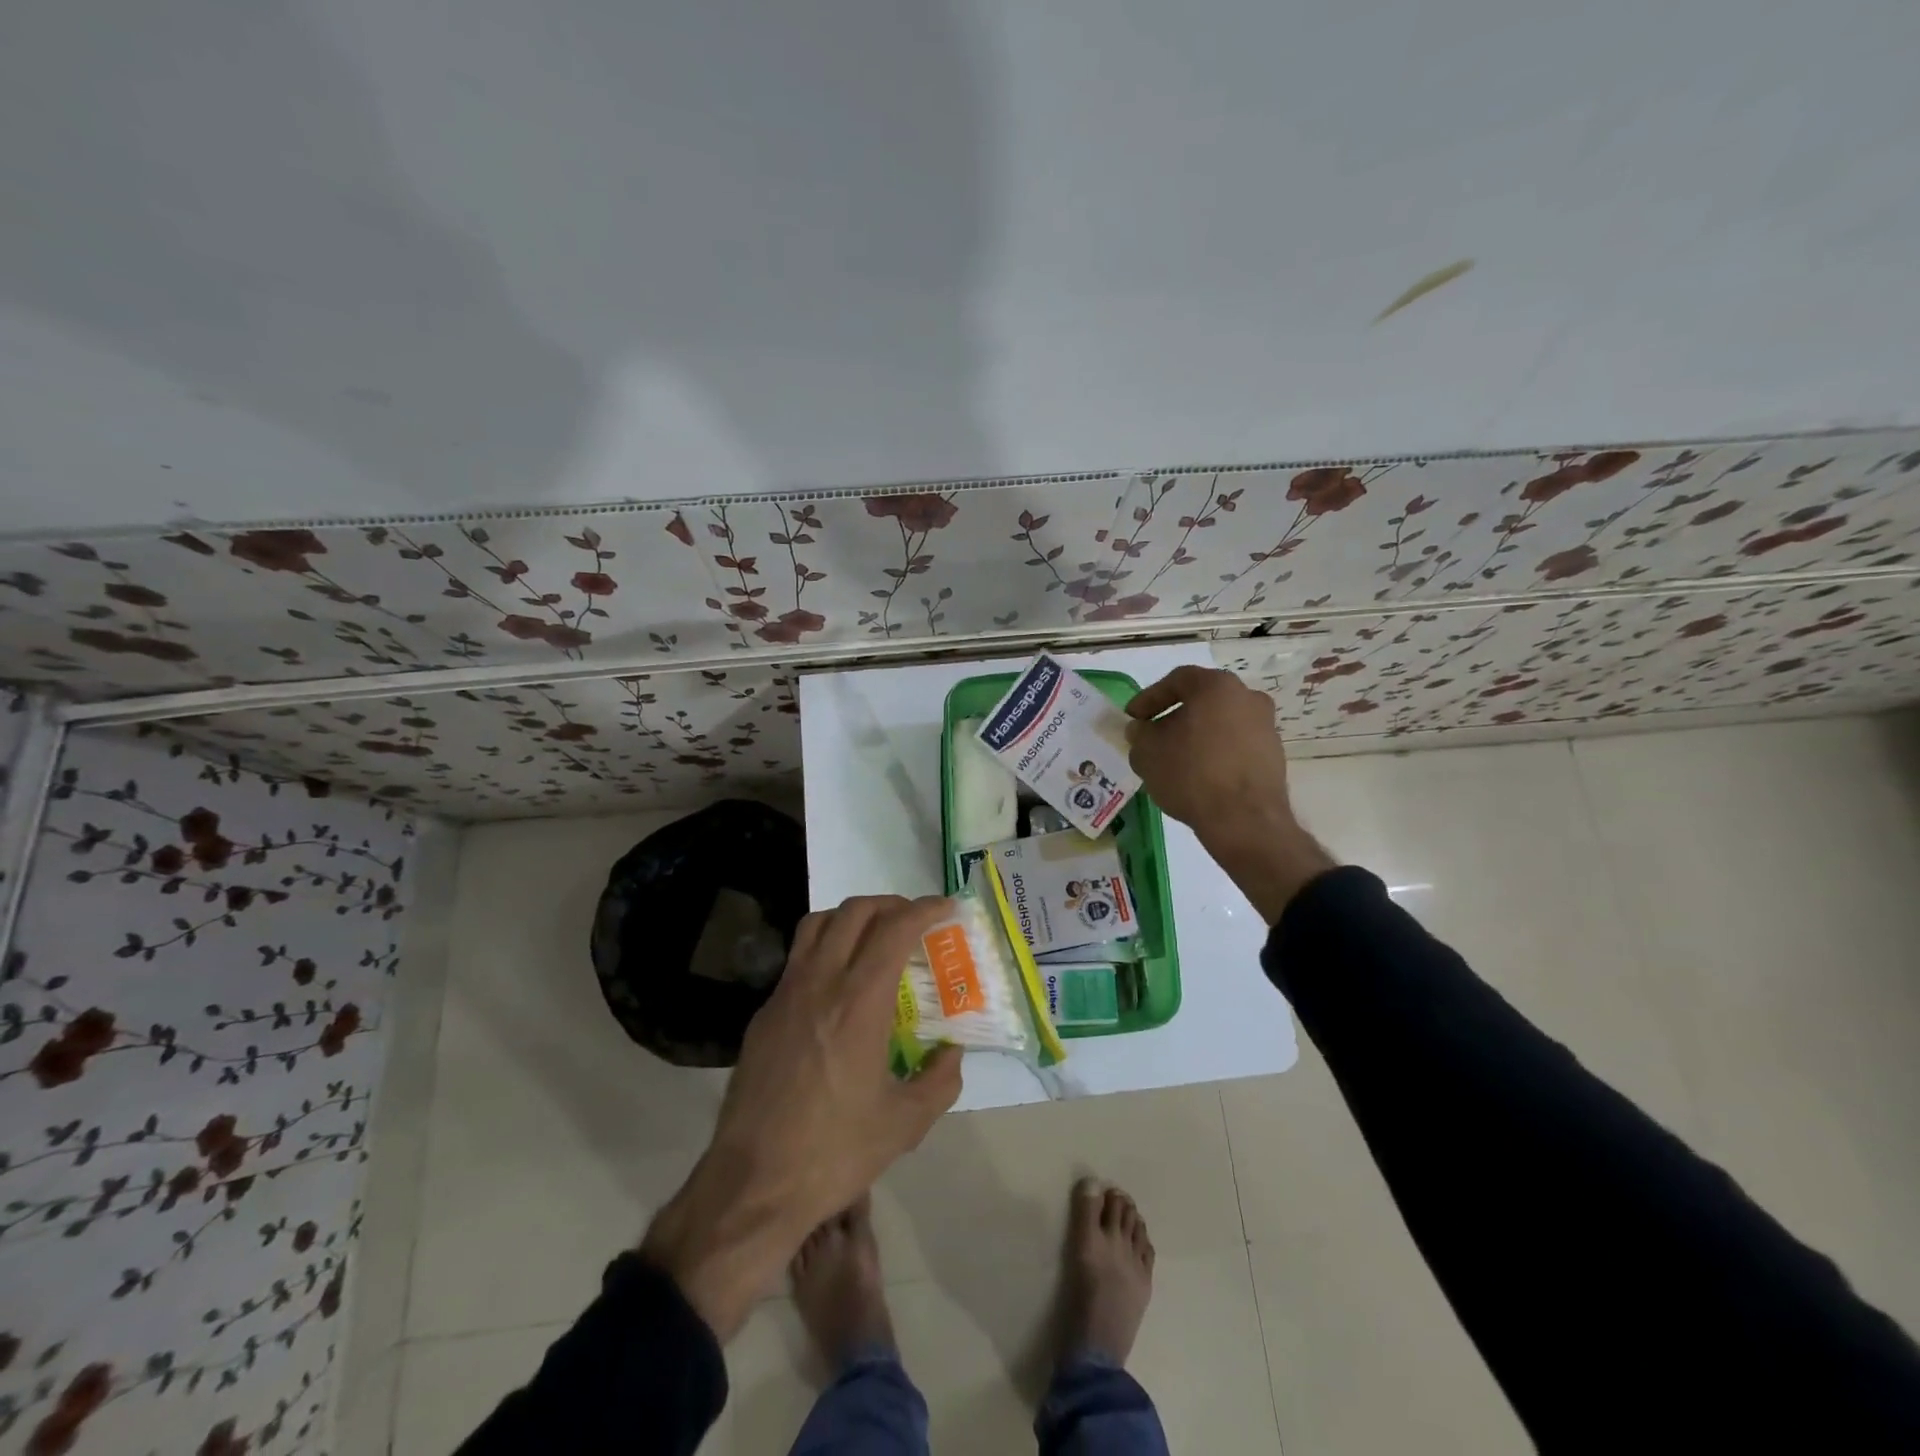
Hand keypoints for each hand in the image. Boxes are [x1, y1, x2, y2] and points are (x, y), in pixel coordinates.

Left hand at [641, 895, 961, 1338]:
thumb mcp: (905, 1124)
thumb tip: (951, 1052)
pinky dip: (825, 947)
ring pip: (817, 925)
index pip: (894, 930)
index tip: (945, 907)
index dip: (924, 909)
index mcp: (858, 1003)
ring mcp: (785, 995)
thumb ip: (940, 1080)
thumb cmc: (834, 1153)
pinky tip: (838, 982)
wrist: (753, 1185)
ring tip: (874, 936)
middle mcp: (819, 984)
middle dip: (890, 904)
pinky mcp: (763, 1014)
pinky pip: (797, 958)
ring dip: (851, 917)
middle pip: (853, 912)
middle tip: (913, 919)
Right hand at [1126, 666, 1334, 922]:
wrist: (1244, 820)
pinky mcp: (1274, 755)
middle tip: (1153, 737)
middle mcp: (1247, 697)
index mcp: (1216, 686)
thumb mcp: (1147, 753)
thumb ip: (1139, 734)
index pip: (1176, 680)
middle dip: (1174, 717)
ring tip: (1175, 760)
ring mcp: (1266, 726)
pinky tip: (1200, 775)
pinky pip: (1236, 745)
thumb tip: (1141, 729)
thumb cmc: (1191, 774)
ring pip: (1221, 723)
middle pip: (1202, 700)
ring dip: (1197, 736)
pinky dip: (1216, 753)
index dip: (1149, 698)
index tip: (1133, 718)